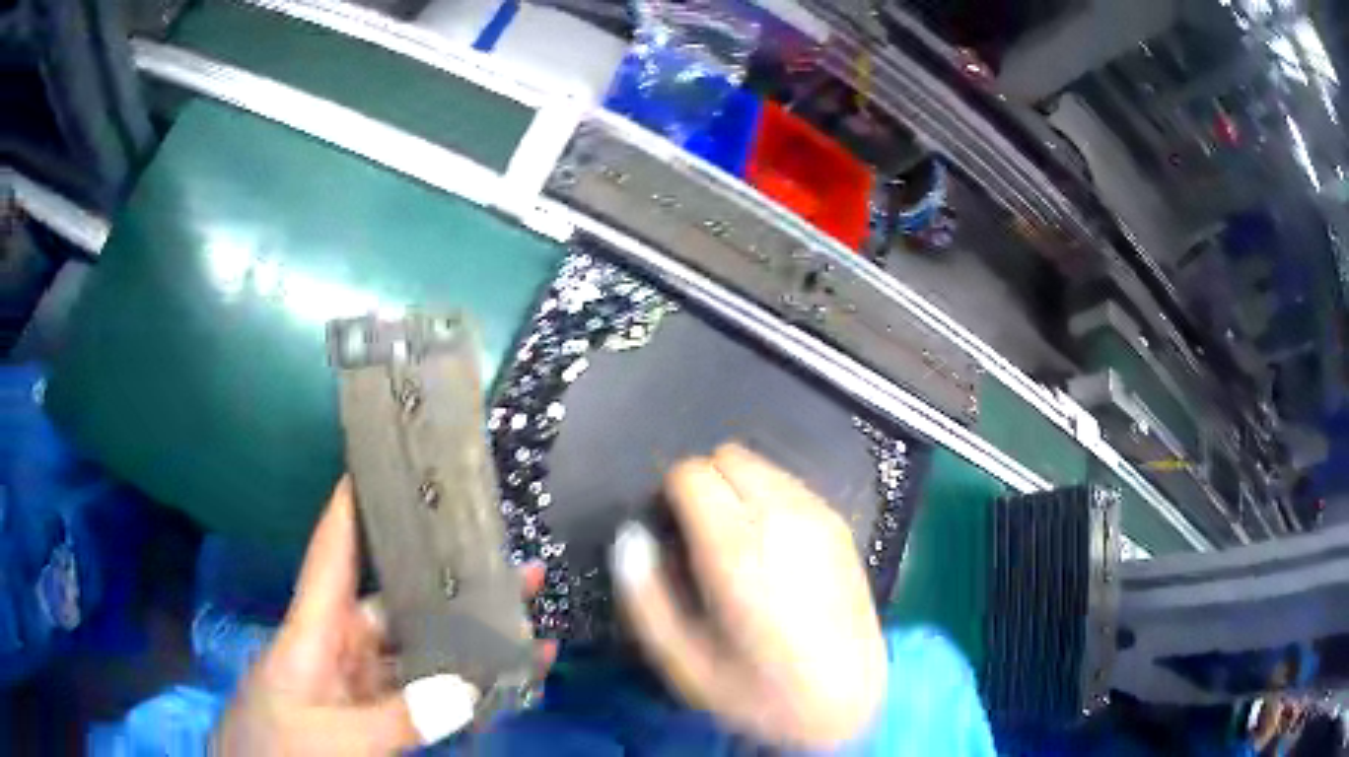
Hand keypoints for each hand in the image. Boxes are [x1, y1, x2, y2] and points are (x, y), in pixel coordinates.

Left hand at [215, 478, 554, 754]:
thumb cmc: (278, 751)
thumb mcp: (330, 738)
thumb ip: (396, 718)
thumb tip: (466, 689)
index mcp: (312, 634)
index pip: (331, 558)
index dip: (349, 509)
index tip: (378, 462)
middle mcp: (340, 652)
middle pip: (395, 608)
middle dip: (448, 587)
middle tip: (506, 563)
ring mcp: (361, 690)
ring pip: (419, 656)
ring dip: (467, 646)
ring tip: (524, 622)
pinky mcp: (377, 722)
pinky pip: (425, 701)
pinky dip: (462, 694)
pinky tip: (504, 684)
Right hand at [613, 444, 886, 748]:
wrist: (845, 701)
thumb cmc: (758, 692)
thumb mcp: (683, 661)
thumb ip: (646, 595)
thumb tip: (632, 540)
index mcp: (738, 551)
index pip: (692, 474)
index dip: (669, 495)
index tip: (669, 531)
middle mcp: (782, 519)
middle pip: (727, 456)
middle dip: (703, 484)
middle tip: (697, 536)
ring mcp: (818, 517)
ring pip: (761, 464)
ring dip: (736, 488)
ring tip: (734, 543)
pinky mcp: (840, 525)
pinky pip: (790, 483)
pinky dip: (767, 497)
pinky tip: (770, 546)